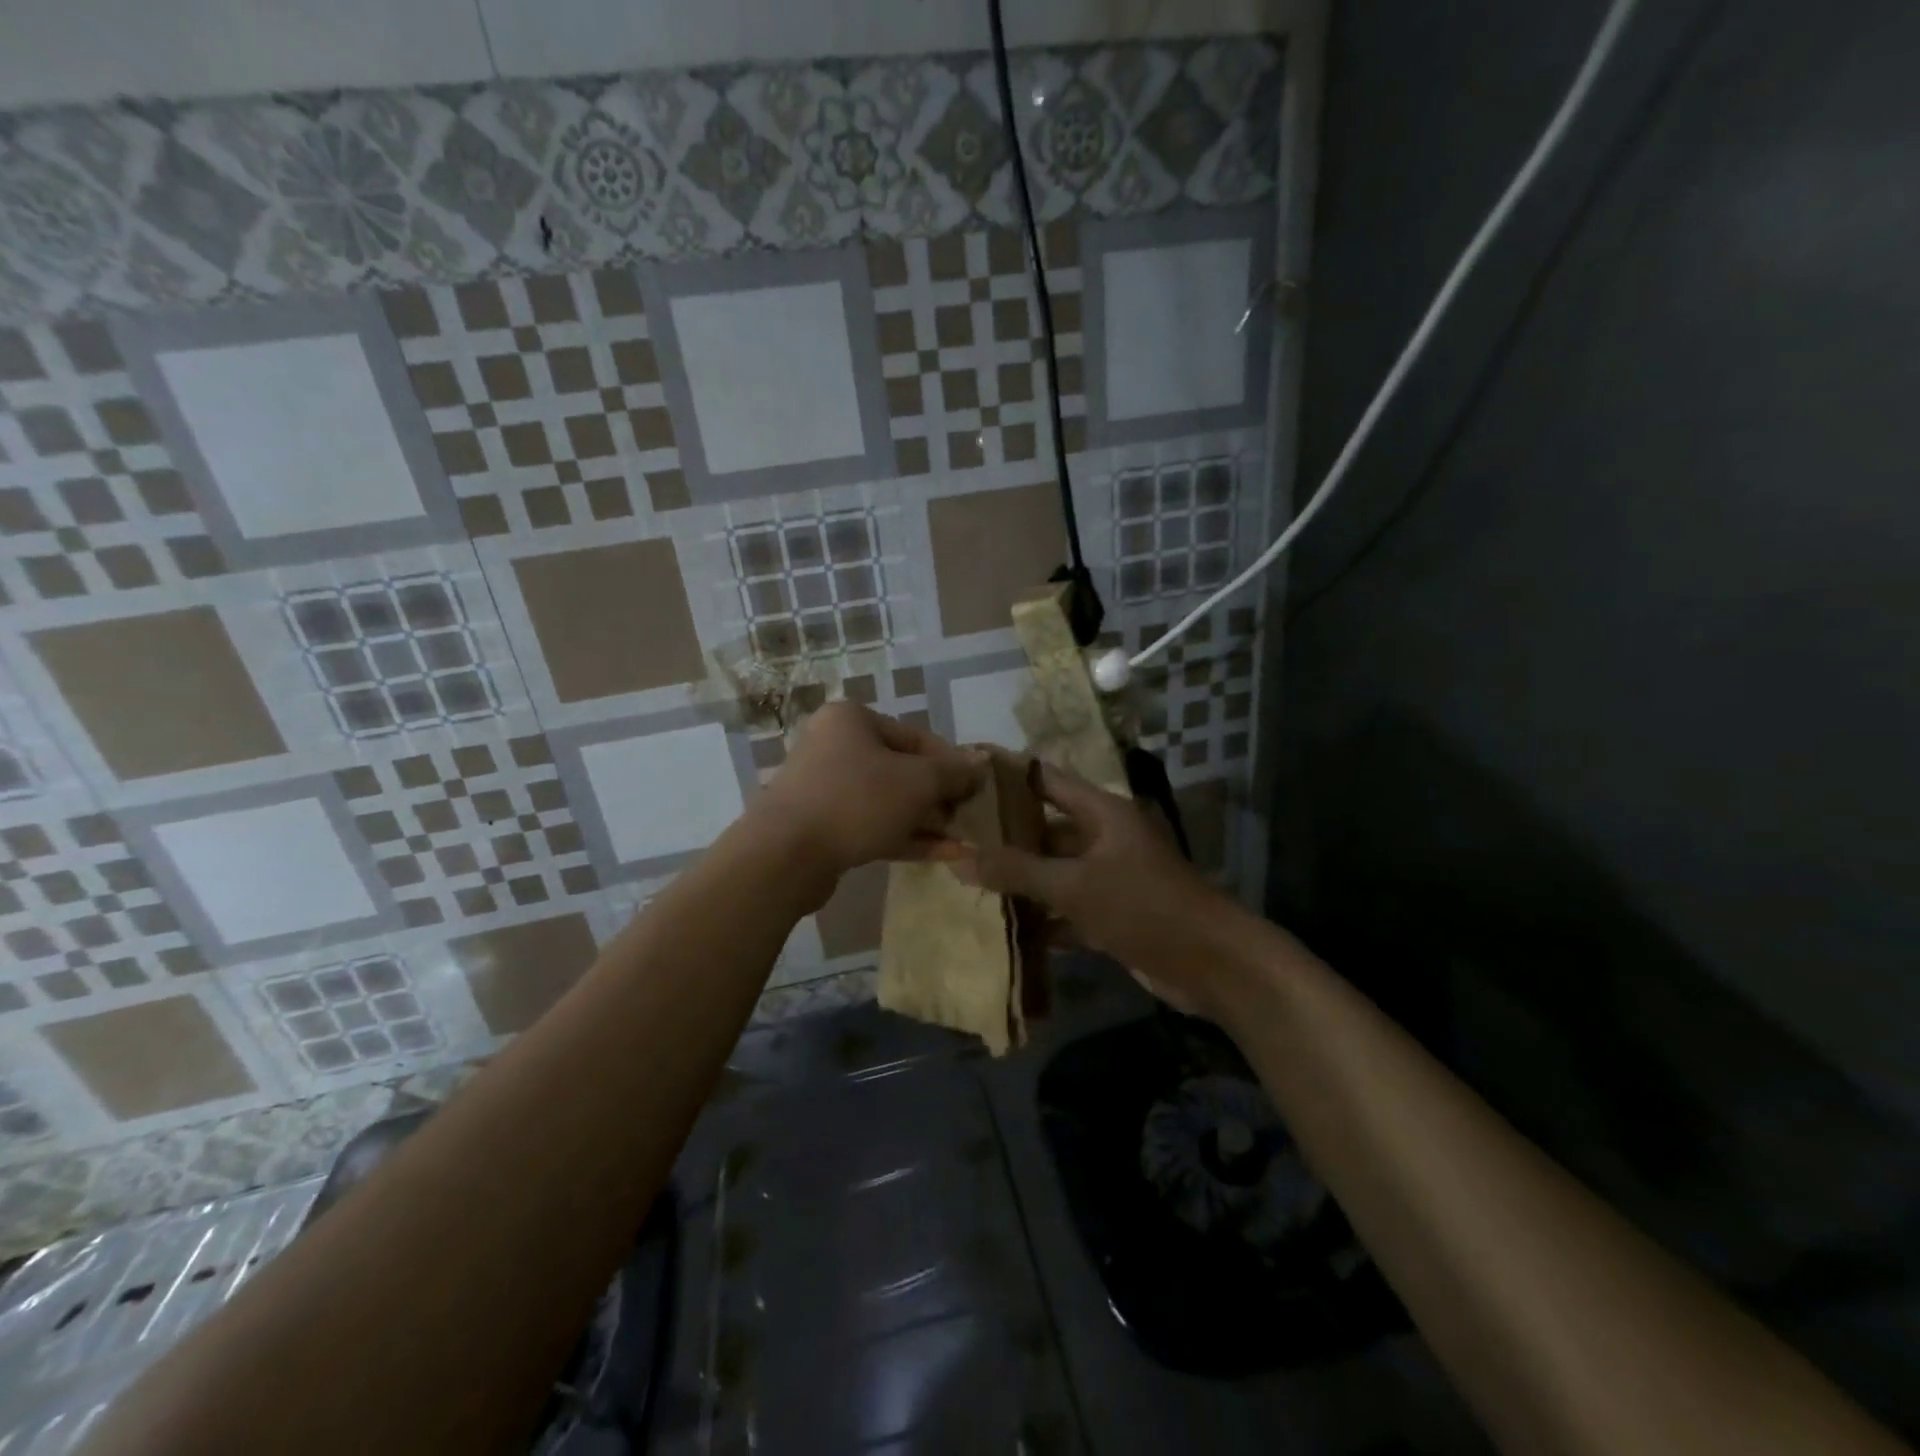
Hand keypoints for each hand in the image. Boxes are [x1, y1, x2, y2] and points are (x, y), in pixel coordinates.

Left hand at [755, 703, 982, 878]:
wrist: (785, 855)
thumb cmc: (856, 800)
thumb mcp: (917, 782)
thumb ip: (953, 773)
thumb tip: (980, 764)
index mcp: (853, 720)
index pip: (917, 737)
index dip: (953, 763)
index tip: (978, 788)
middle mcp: (835, 746)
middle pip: (902, 770)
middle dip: (940, 797)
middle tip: (970, 818)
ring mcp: (826, 789)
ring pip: (888, 801)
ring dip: (928, 821)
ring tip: (965, 840)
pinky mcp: (823, 827)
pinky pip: (872, 825)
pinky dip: (906, 837)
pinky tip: (945, 855)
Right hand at [941, 764, 1239, 1016]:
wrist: (1214, 964)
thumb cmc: (1144, 907)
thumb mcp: (1075, 885)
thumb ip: (1017, 871)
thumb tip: (958, 858)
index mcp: (1101, 812)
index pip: (1045, 780)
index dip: (1007, 774)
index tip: (964, 774)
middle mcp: (1104, 837)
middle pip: (1045, 828)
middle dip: (1003, 836)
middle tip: (953, 838)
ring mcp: (1109, 877)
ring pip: (1054, 871)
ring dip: (1019, 879)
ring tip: (966, 879)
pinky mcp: (1112, 913)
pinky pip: (1067, 906)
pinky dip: (1041, 915)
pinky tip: (1003, 925)